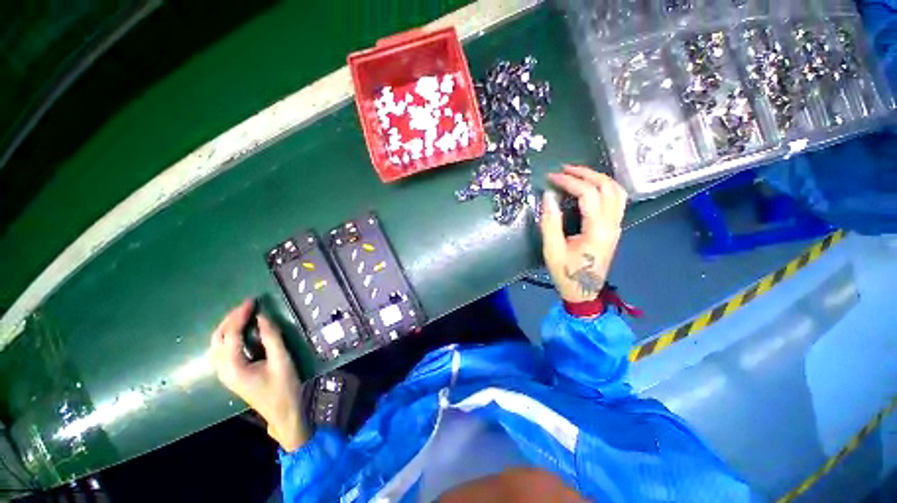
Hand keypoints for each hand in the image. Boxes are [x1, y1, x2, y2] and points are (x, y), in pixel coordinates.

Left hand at [210, 300, 308, 451]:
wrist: (282, 412)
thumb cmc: (283, 387)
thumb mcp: (281, 360)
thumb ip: (271, 338)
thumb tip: (262, 317)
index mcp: (233, 367)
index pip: (230, 335)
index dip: (239, 316)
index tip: (252, 302)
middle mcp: (223, 370)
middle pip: (217, 339)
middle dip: (229, 319)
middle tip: (247, 306)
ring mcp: (225, 373)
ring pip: (217, 344)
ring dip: (227, 326)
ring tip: (243, 314)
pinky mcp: (232, 374)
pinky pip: (223, 350)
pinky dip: (229, 336)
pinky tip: (240, 331)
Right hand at [540, 165, 627, 302]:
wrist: (583, 292)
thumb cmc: (566, 273)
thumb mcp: (552, 250)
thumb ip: (550, 222)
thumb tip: (549, 195)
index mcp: (597, 230)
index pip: (589, 194)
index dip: (570, 181)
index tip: (551, 178)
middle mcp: (612, 225)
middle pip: (608, 187)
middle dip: (586, 173)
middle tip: (564, 170)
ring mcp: (616, 226)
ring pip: (616, 191)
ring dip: (598, 178)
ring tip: (577, 174)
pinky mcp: (614, 229)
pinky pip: (616, 200)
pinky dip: (603, 187)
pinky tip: (589, 188)